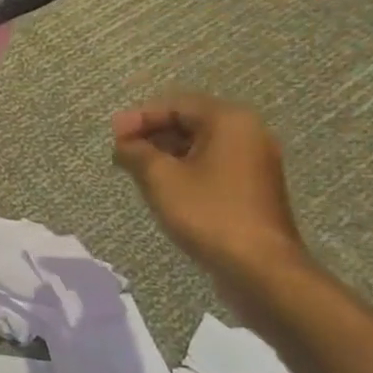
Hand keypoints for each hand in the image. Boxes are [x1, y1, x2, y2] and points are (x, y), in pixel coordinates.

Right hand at [111, 94, 307, 284]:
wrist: (259, 267)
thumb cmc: (208, 213)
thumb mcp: (160, 178)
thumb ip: (136, 152)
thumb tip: (123, 143)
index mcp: (229, 121)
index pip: (176, 105)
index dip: (139, 118)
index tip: (113, 136)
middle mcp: (248, 133)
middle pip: (190, 121)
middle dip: (152, 134)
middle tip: (120, 151)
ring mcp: (254, 161)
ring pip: (200, 145)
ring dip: (165, 152)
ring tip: (135, 169)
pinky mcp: (253, 187)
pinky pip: (212, 165)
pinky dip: (185, 168)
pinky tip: (162, 185)